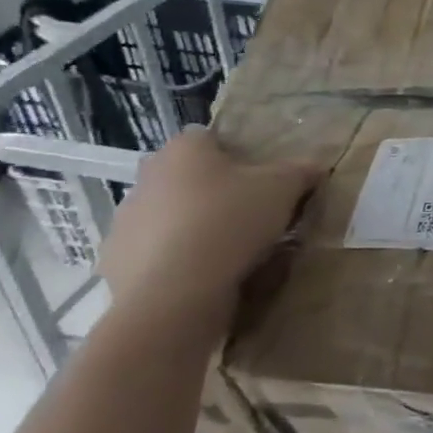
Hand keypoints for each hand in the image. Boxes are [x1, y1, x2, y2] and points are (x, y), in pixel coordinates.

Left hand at [95, 128, 314, 344]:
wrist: (173, 295)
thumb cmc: (230, 223)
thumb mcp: (284, 189)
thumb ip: (301, 172)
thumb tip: (315, 167)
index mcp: (184, 150)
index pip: (208, 137)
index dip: (236, 155)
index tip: (260, 179)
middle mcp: (147, 178)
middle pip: (188, 177)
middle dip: (214, 192)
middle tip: (250, 215)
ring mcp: (126, 221)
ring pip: (171, 216)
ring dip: (194, 227)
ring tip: (231, 252)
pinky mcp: (117, 262)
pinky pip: (156, 254)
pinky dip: (177, 261)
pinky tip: (205, 278)